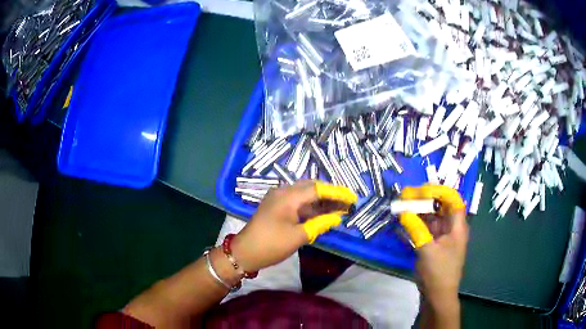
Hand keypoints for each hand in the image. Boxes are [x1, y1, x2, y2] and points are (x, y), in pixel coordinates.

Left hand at [231, 181, 356, 272]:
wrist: (244, 253)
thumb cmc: (271, 245)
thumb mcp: (298, 236)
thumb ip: (319, 224)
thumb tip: (337, 218)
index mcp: (288, 196)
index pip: (317, 189)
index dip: (336, 193)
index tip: (351, 197)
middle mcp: (283, 192)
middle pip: (311, 188)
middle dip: (330, 195)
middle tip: (347, 202)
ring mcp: (278, 199)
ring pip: (304, 195)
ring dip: (321, 201)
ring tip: (339, 208)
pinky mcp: (276, 207)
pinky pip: (297, 202)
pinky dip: (310, 208)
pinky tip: (322, 214)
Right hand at [399, 184, 468, 307]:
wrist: (437, 296)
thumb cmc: (438, 272)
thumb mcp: (427, 249)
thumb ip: (416, 228)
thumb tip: (403, 211)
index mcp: (457, 226)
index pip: (452, 199)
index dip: (438, 191)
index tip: (421, 190)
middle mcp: (452, 228)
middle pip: (441, 206)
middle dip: (425, 199)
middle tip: (407, 195)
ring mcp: (443, 236)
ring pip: (433, 217)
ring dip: (420, 211)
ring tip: (404, 205)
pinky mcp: (435, 244)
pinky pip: (427, 228)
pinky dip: (418, 223)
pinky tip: (406, 220)